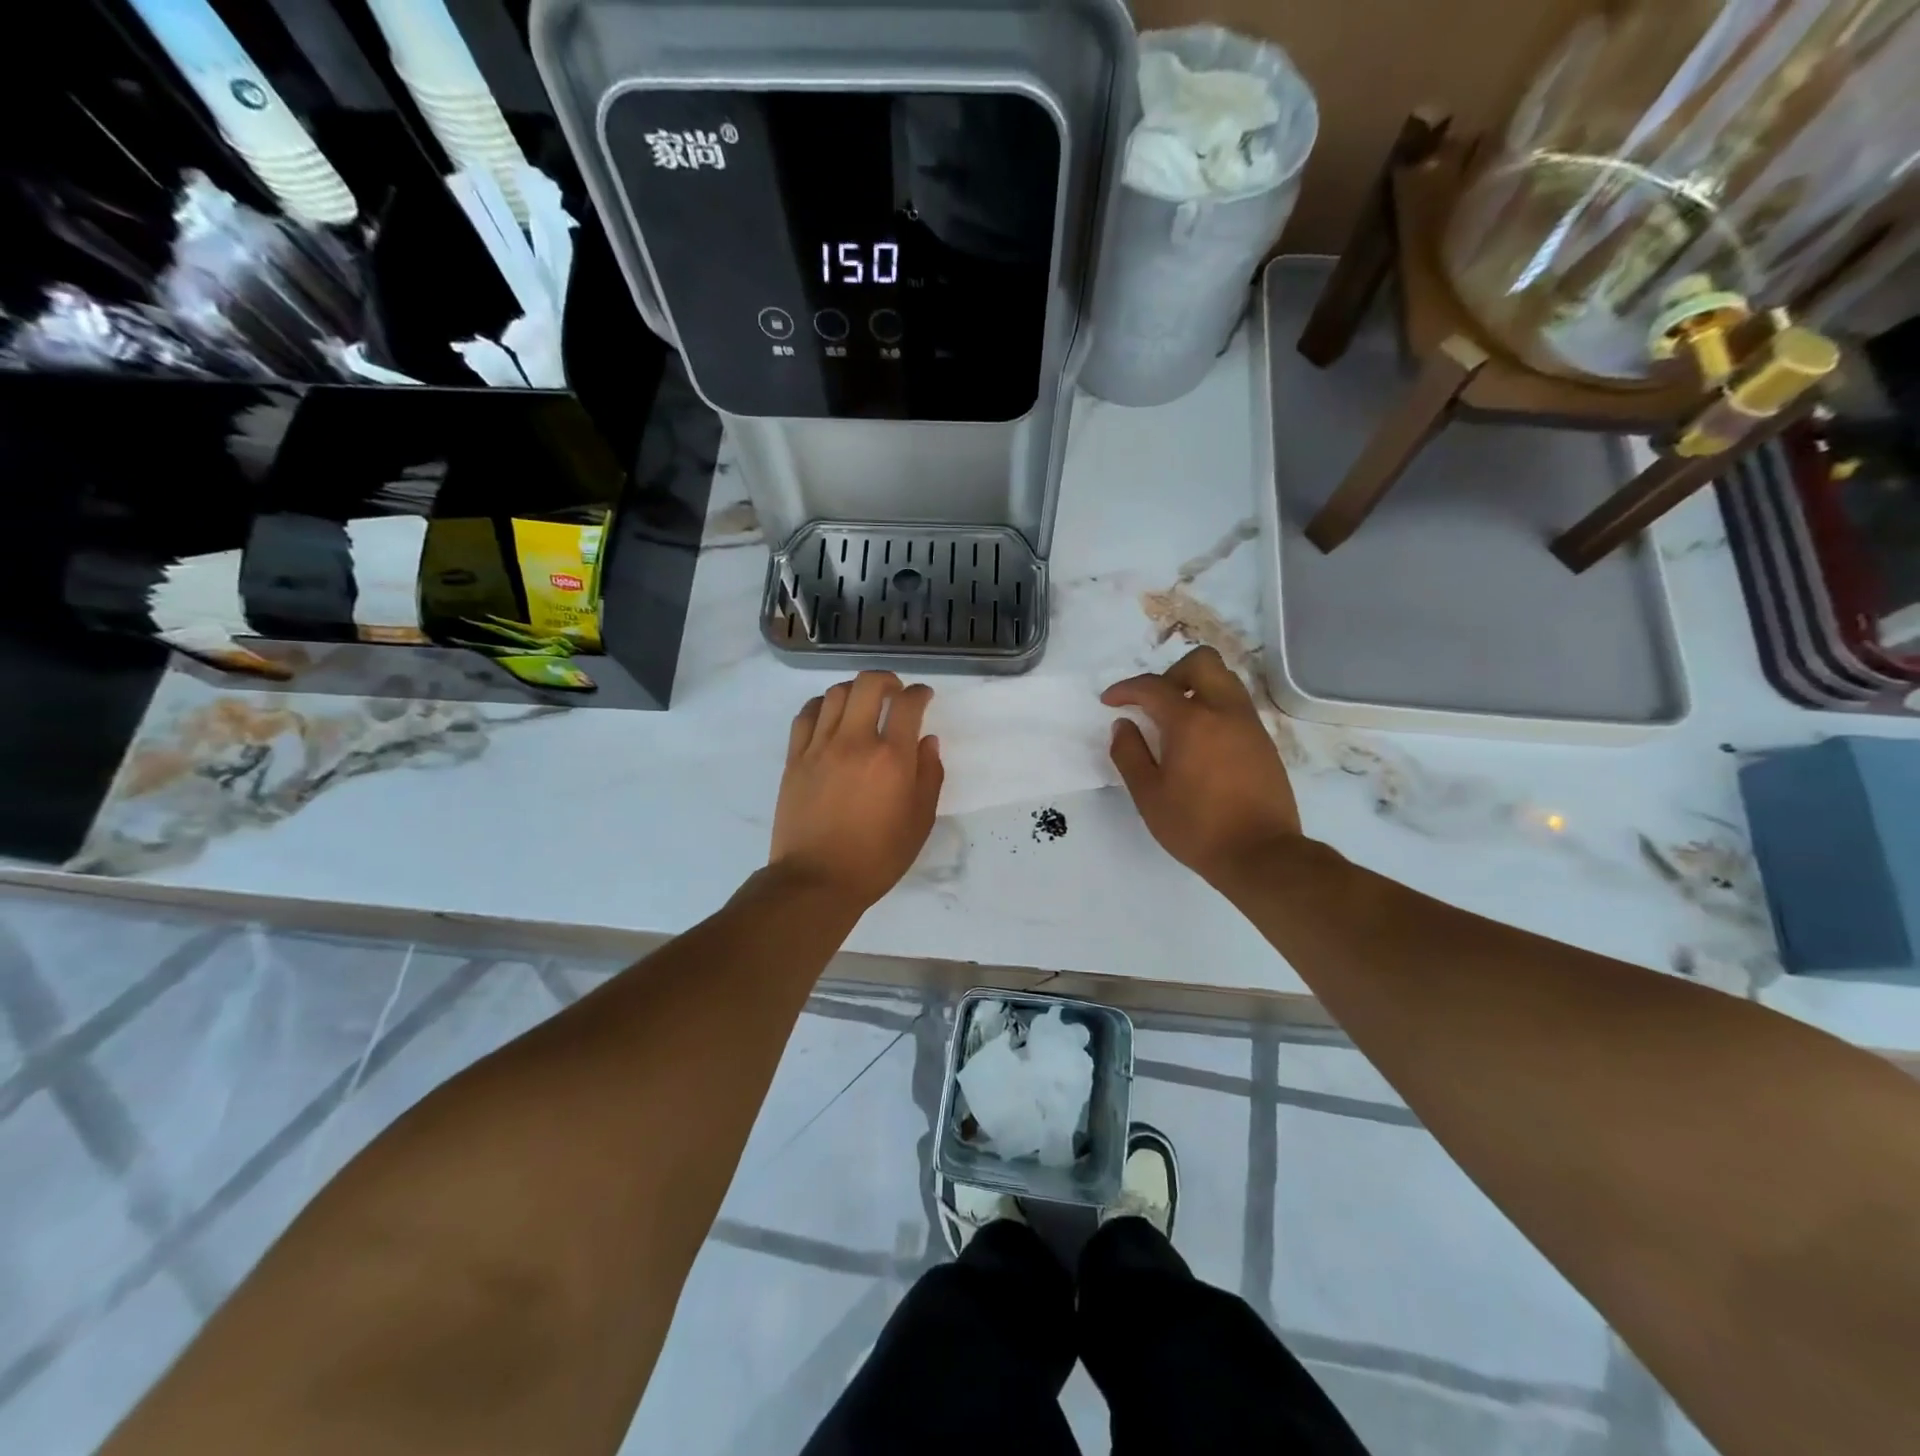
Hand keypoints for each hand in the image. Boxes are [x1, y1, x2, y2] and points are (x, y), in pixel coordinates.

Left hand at [770, 671, 943, 911]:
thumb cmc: (877, 857)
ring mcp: (819, 747)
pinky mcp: (795, 758)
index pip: (908, 704)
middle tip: (895, 692)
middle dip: (887, 680)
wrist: (817, 879)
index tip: (923, 697)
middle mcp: (855, 742)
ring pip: (836, 694)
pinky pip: (806, 715)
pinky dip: (822, 706)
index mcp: (891, 759)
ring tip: (863, 703)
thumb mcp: (919, 822)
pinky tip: (830, 716)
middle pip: (868, 685)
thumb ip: (929, 776)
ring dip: (855, 690)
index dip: (920, 693)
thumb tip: (927, 741)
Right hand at [1102, 647, 1301, 883]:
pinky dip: (1214, 708)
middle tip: (1153, 703)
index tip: (1110, 701)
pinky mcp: (1264, 742)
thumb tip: (1123, 725)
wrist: (1260, 853)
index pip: (1153, 687)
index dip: (1126, 689)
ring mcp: (1249, 725)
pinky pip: (1236, 706)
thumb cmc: (1196, 827)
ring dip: (1196, 688)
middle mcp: (1224, 711)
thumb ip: (1129, 753)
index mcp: (1191, 721)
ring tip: (1176, 721)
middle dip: (1170, 674)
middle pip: (1202, 663)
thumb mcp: (1148, 794)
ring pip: (1224, 680)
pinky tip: (1201, 743)